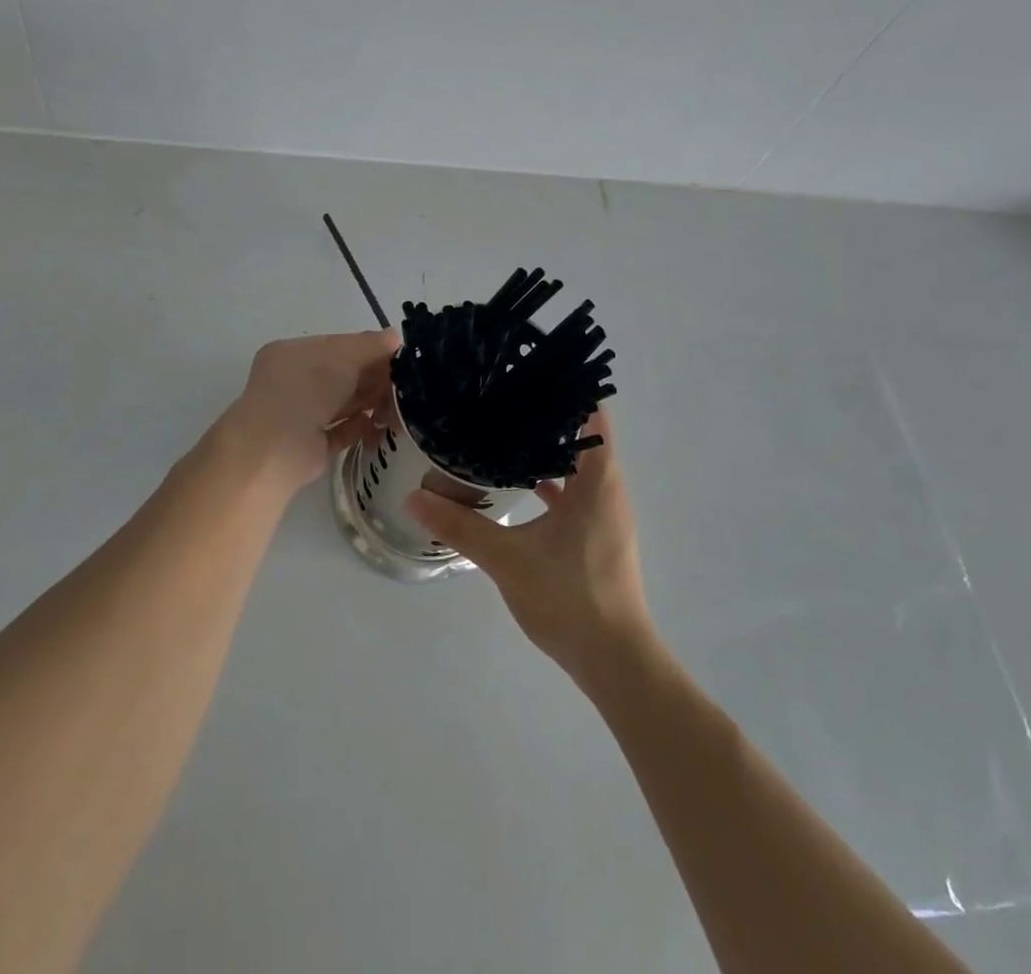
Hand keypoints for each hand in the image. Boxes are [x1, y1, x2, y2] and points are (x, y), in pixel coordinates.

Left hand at [225, 330, 399, 494]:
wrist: (274, 450)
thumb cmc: (306, 390)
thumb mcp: (342, 356)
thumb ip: (371, 345)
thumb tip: (394, 336)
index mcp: (293, 354)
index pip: (337, 346)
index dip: (368, 349)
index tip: (399, 356)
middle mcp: (295, 382)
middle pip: (343, 375)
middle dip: (374, 378)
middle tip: (406, 384)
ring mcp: (301, 415)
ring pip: (344, 403)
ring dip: (371, 403)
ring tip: (399, 407)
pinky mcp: (311, 446)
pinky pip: (341, 431)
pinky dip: (360, 428)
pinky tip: (379, 426)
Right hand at [408, 408, 655, 685]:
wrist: (615, 661)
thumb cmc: (569, 598)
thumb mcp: (507, 558)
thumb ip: (460, 525)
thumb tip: (414, 498)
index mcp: (598, 480)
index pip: (590, 413)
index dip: (565, 388)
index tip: (529, 369)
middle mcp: (608, 488)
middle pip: (582, 433)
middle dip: (547, 413)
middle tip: (503, 394)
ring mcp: (605, 513)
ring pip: (578, 464)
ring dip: (548, 447)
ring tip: (505, 429)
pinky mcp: (598, 535)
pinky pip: (575, 492)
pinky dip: (551, 481)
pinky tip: (517, 483)